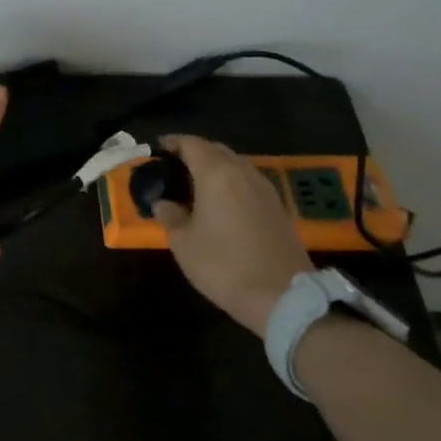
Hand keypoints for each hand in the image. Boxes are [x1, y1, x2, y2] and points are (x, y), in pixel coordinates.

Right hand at [152, 134, 311, 336]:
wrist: (283, 297)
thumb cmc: (224, 265)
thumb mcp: (184, 243)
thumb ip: (170, 216)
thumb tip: (163, 203)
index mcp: (216, 174)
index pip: (191, 143)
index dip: (172, 143)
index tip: (157, 150)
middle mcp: (243, 172)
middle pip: (216, 149)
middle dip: (194, 152)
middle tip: (174, 168)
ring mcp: (265, 189)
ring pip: (235, 164)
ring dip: (215, 167)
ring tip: (196, 185)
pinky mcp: (278, 207)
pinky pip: (248, 181)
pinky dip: (231, 182)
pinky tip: (221, 202)